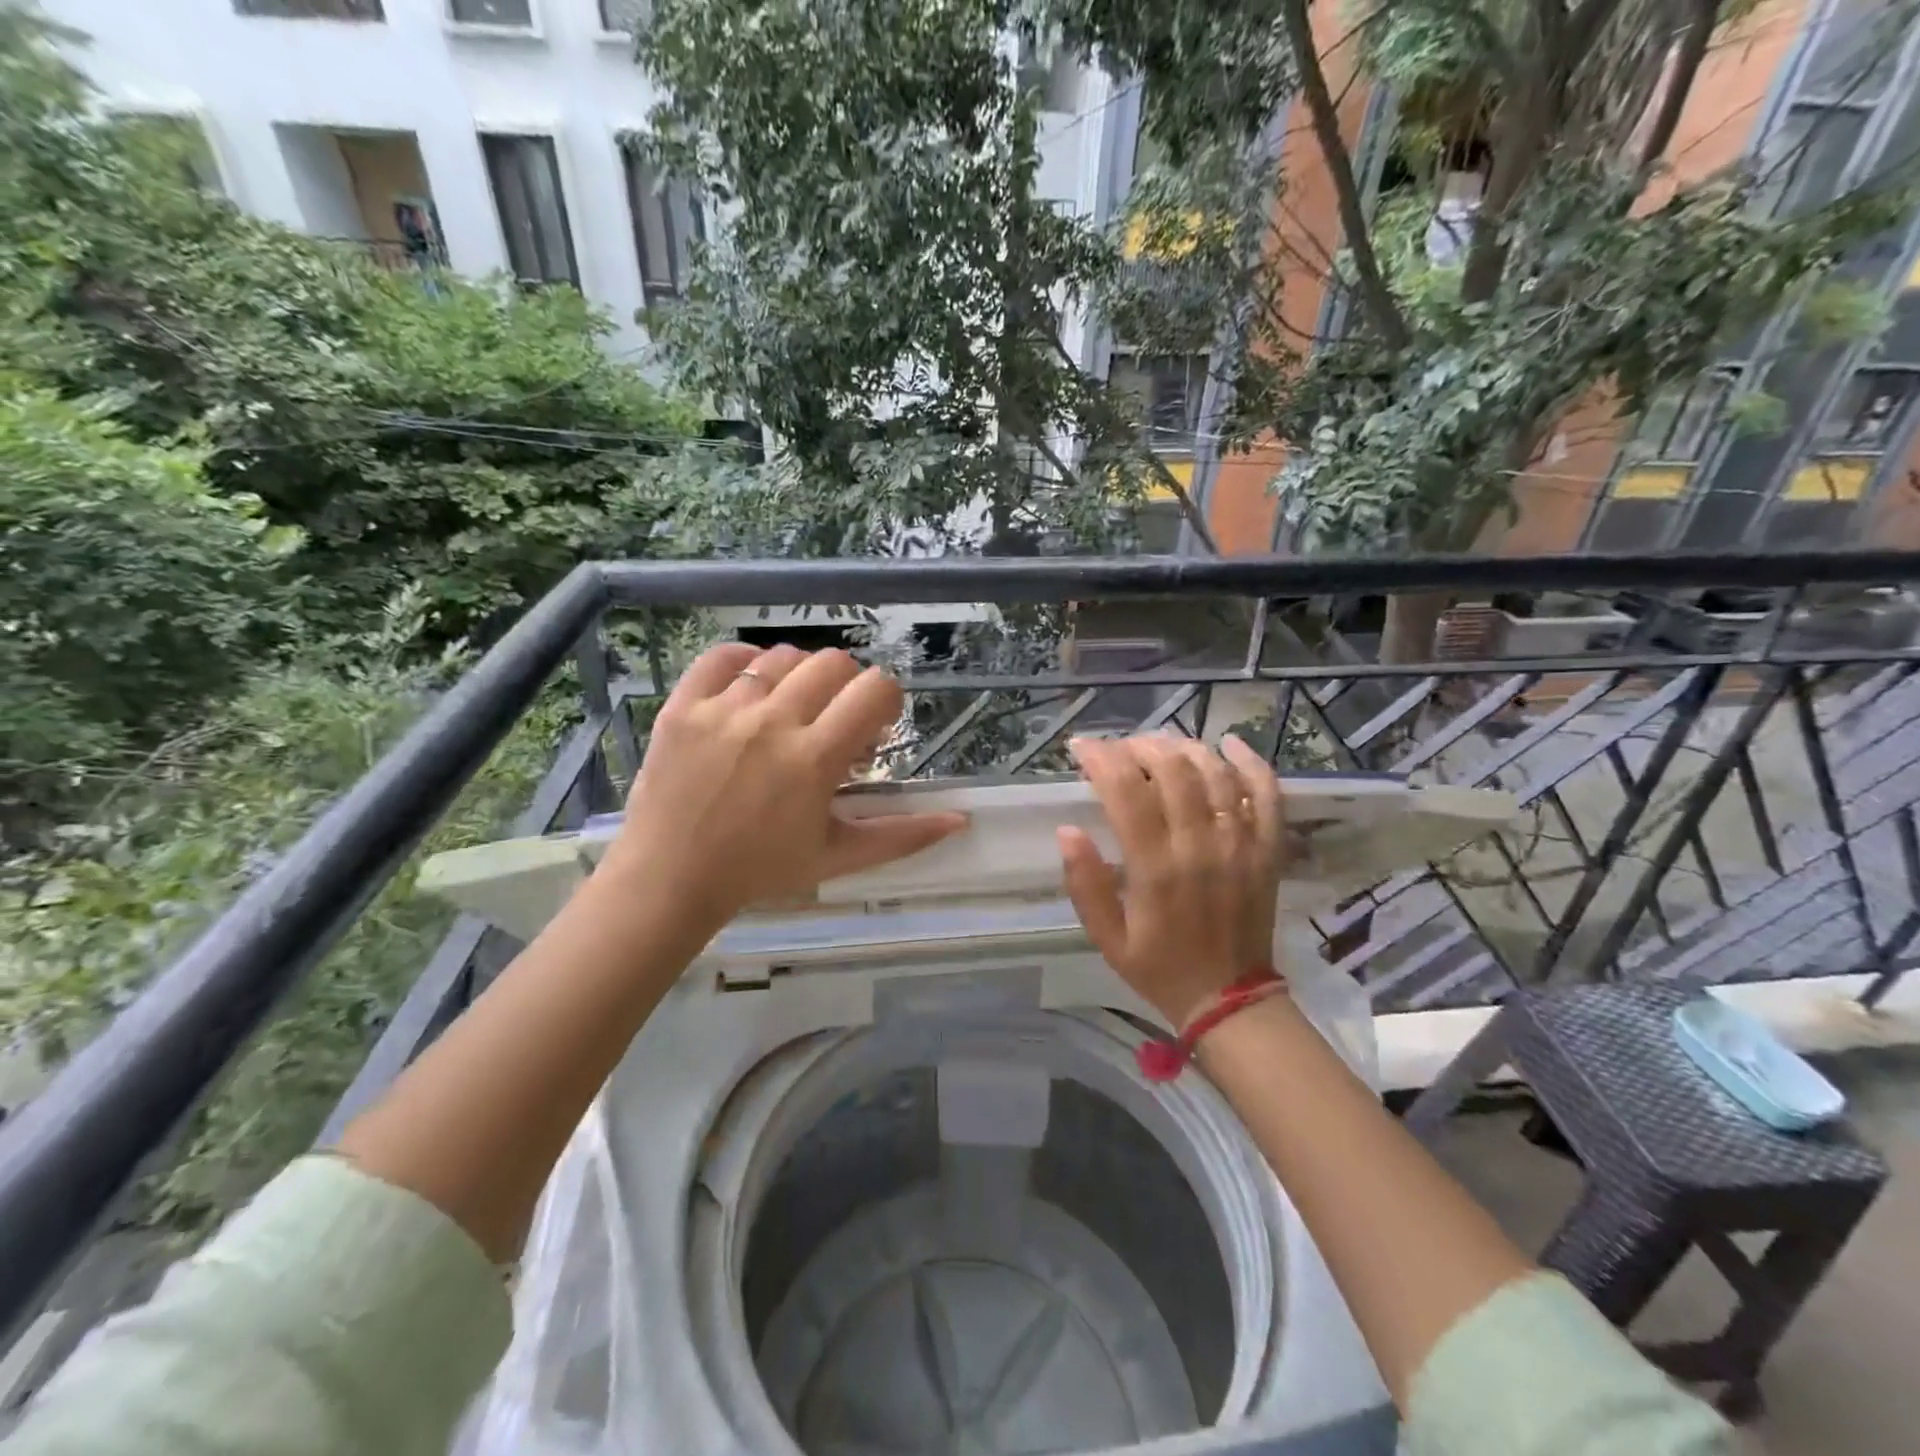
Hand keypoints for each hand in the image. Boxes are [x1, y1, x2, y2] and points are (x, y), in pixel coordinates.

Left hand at [600, 643, 965, 929]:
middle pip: (833, 663)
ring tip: (790, 709)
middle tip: (834, 720)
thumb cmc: (761, 871)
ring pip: (782, 657)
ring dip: (799, 677)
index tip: (874, 725)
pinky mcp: (683, 705)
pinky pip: (722, 656)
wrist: (669, 880)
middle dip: (847, 687)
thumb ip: (902, 836)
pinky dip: (744, 662)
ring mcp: (723, 709)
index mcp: (814, 758)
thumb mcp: (838, 856)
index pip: (874, 689)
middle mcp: (772, 722)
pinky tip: (751, 687)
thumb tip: (961, 821)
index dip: (886, 700)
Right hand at [1058, 734, 1285, 1025]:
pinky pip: (1266, 794)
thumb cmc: (1159, 967)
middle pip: (1173, 769)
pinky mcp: (1268, 849)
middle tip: (1119, 749)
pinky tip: (1229, 744)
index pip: (1127, 791)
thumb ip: (1085, 884)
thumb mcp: (1106, 938)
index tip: (1081, 747)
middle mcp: (1200, 846)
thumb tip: (1067, 830)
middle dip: (1139, 746)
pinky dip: (1250, 762)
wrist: (1229, 999)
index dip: (1101, 758)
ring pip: (1215, 772)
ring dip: (1183, 747)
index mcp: (1156, 868)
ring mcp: (1241, 844)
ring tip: (1159, 746)